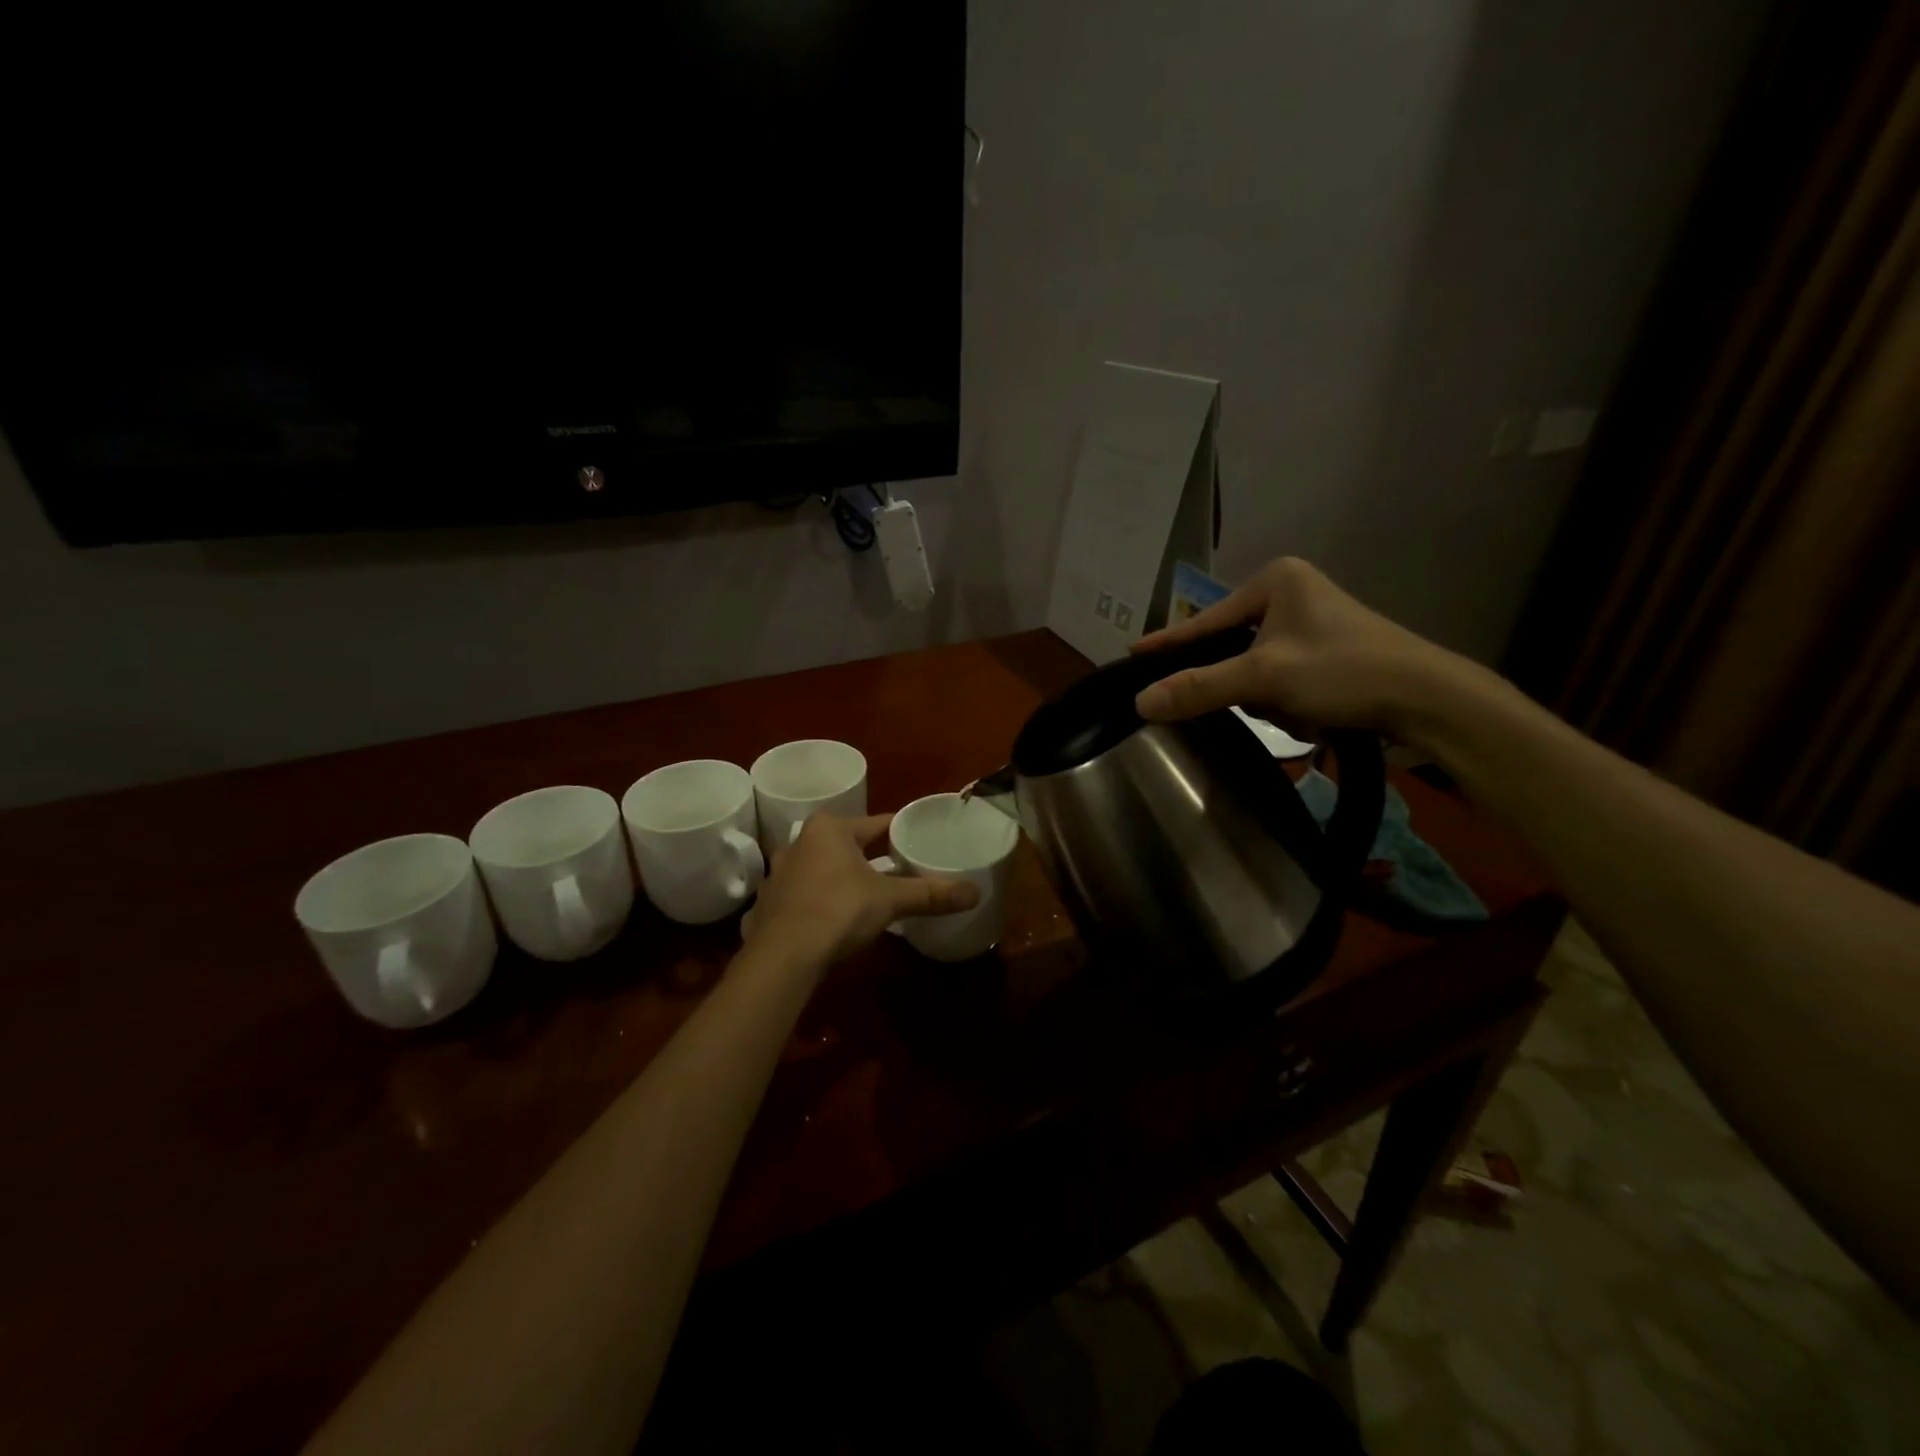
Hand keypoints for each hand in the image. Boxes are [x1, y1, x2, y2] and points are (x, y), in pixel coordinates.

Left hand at [743, 812, 980, 966]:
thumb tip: (976, 892)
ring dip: (839, 879)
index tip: (917, 838)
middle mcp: (798, 843)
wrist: (782, 957)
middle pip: (845, 845)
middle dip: (868, 856)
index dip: (898, 831)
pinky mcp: (767, 906)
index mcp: (828, 829)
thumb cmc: (838, 910)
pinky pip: (800, 896)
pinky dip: (817, 903)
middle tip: (896, 868)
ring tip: (864, 893)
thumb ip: (930, 894)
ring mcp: (778, 875)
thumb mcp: (890, 900)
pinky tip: (830, 919)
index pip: (874, 823)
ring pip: (820, 870)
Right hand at [1131, 557, 1464, 742]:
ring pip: (1254, 667)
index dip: (1168, 643)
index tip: (1132, 654)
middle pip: (1231, 647)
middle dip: (1242, 683)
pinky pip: (1280, 676)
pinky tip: (1312, 713)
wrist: (1428, 699)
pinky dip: (1287, 700)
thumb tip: (1140, 702)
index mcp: (1274, 581)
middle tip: (1254, 701)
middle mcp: (1291, 592)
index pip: (1205, 621)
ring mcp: (1311, 621)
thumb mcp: (1264, 679)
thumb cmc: (1343, 671)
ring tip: (1300, 710)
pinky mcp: (1326, 649)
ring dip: (1268, 697)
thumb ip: (1199, 688)